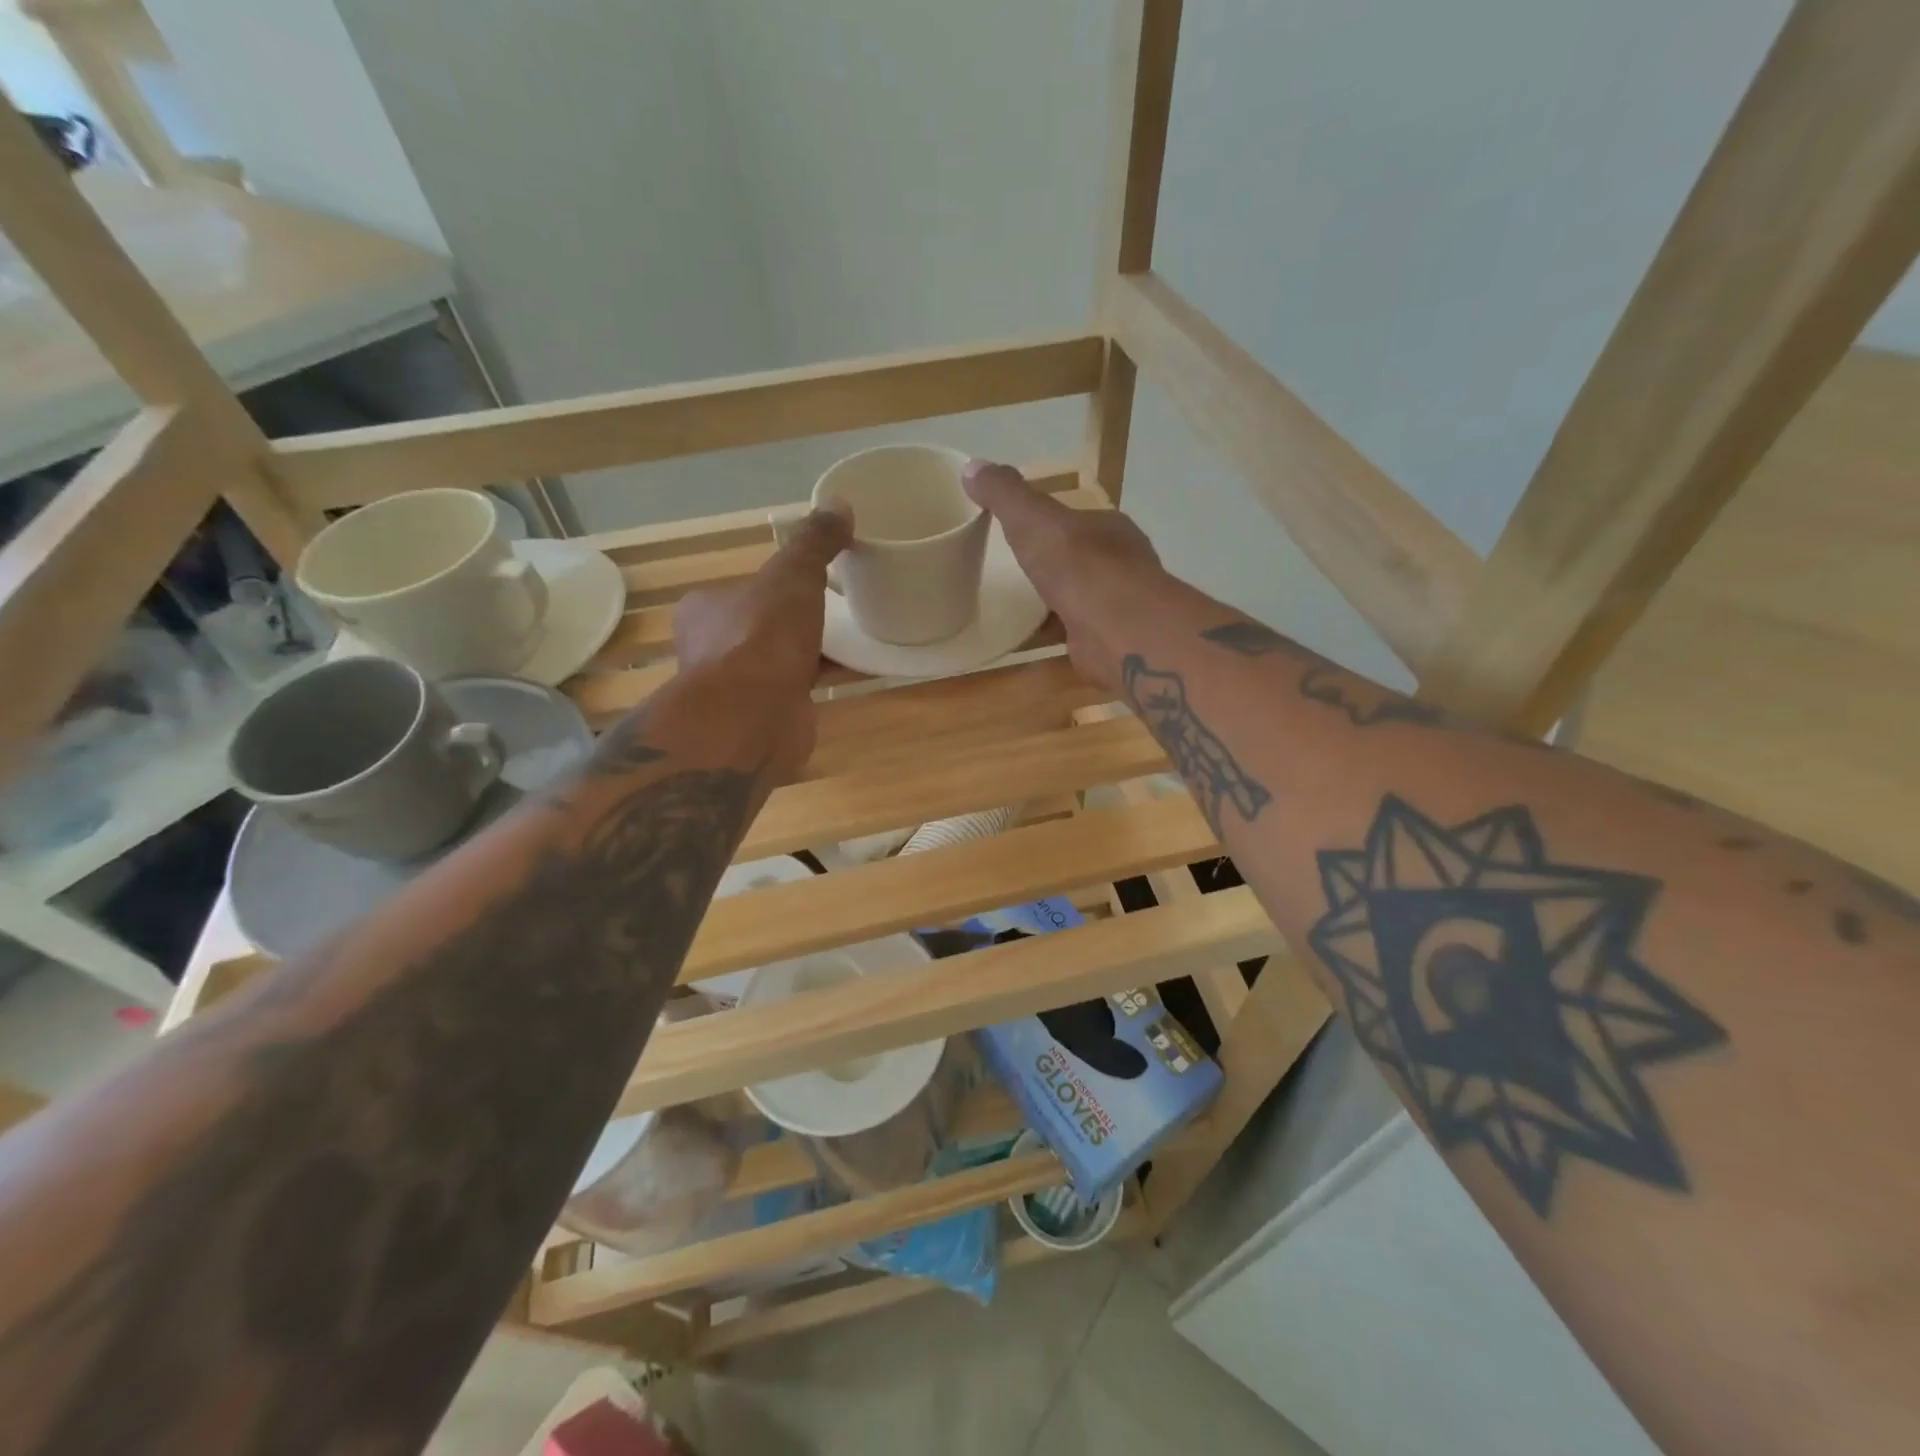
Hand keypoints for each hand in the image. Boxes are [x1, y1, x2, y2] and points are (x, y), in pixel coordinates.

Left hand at [672, 504, 851, 778]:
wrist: (751, 718)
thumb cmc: (761, 638)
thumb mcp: (792, 576)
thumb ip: (814, 543)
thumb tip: (840, 503)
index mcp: (705, 609)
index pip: (741, 590)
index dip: (774, 585)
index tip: (808, 582)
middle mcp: (711, 648)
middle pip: (760, 627)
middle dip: (793, 622)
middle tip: (836, 609)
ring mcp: (735, 688)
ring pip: (778, 662)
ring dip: (809, 654)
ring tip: (851, 639)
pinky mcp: (762, 717)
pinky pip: (798, 690)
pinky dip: (822, 680)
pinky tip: (855, 672)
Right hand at [962, 460, 1162, 690]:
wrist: (1116, 628)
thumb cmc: (1078, 564)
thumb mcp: (1032, 520)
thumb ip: (1005, 494)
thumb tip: (973, 466)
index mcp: (1109, 528)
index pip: (1079, 520)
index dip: (1053, 523)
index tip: (1024, 531)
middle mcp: (1121, 564)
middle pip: (1083, 560)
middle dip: (1056, 565)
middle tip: (1018, 572)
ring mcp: (1119, 606)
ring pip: (1082, 599)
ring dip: (1057, 602)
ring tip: (1020, 608)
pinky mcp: (1110, 641)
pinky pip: (1076, 634)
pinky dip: (1054, 635)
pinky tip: (1030, 640)